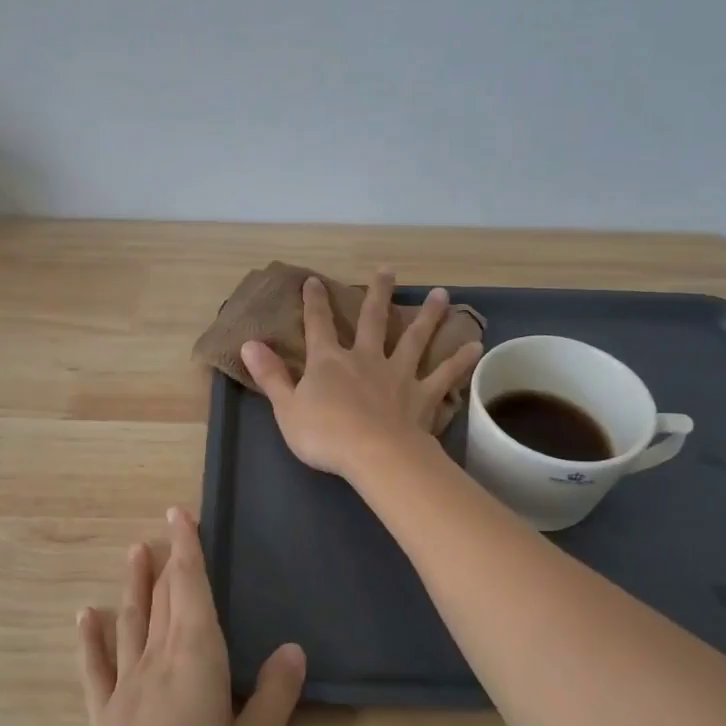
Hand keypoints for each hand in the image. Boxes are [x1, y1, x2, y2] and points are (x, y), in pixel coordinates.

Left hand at [76, 507, 305, 725]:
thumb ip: (275, 694)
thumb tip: (292, 648)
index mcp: (196, 659)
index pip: (192, 589)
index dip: (187, 549)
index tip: (179, 513)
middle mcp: (157, 661)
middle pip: (164, 599)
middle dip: (168, 559)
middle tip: (166, 525)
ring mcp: (126, 687)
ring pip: (131, 622)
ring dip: (133, 585)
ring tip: (133, 552)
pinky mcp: (105, 717)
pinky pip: (95, 667)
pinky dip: (90, 639)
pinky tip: (84, 617)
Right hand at [241, 270, 481, 476]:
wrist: (374, 455)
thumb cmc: (325, 434)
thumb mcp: (286, 407)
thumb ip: (270, 375)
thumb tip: (249, 343)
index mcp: (329, 362)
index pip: (318, 325)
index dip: (314, 302)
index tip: (313, 281)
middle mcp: (366, 359)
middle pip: (373, 320)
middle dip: (378, 293)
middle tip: (388, 270)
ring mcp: (398, 374)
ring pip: (415, 338)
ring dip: (428, 316)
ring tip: (442, 294)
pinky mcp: (423, 395)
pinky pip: (445, 375)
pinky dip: (460, 360)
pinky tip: (476, 346)